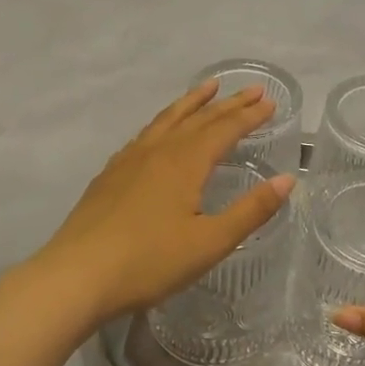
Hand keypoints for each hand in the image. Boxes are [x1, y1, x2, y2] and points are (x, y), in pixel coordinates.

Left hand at [33, 80, 295, 323]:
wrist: (76, 276)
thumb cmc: (149, 262)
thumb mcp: (210, 242)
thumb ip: (251, 210)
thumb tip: (288, 179)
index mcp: (185, 163)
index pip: (224, 129)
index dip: (249, 115)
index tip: (269, 101)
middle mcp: (158, 151)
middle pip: (198, 118)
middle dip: (228, 103)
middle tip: (251, 89)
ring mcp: (129, 160)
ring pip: (167, 120)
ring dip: (191, 103)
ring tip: (208, 89)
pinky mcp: (109, 175)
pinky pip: (145, 134)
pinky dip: (163, 122)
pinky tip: (160, 131)